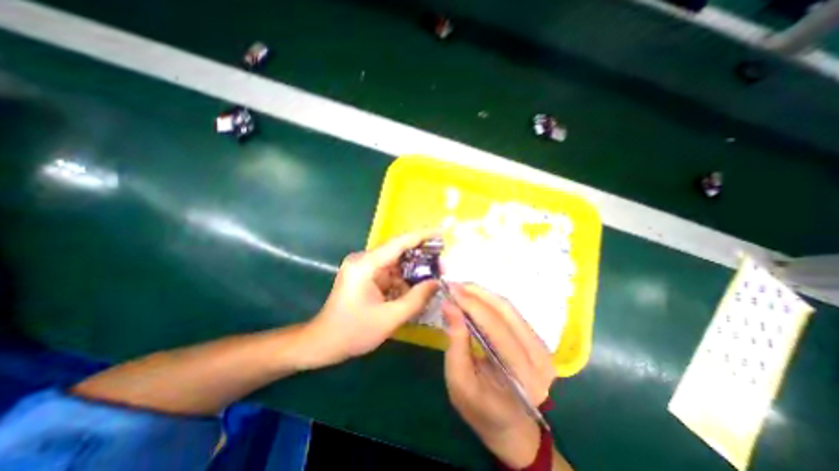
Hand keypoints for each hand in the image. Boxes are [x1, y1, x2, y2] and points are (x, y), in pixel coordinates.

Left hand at [305, 230, 440, 370]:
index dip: (421, 235)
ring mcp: (364, 267)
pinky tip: (418, 285)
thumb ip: (416, 299)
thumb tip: (437, 282)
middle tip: (443, 259)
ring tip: (436, 272)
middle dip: (421, 254)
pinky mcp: (366, 275)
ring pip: (396, 262)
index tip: (441, 231)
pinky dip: (404, 277)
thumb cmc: (352, 332)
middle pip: (398, 250)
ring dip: (414, 268)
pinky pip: (390, 272)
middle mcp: (364, 259)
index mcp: (365, 265)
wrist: (323, 343)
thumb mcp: (389, 318)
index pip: (398, 243)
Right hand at [442, 283, 555, 466]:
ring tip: (461, 289)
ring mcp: (542, 346)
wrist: (511, 426)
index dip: (471, 304)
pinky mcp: (536, 340)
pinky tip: (474, 298)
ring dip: (483, 294)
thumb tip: (448, 305)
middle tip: (454, 285)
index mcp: (523, 375)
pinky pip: (511, 312)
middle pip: (506, 311)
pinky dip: (490, 301)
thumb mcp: (460, 382)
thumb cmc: (481, 411)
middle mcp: (539, 357)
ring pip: (509, 308)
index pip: (496, 327)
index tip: (450, 289)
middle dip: (477, 293)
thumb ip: (456, 342)